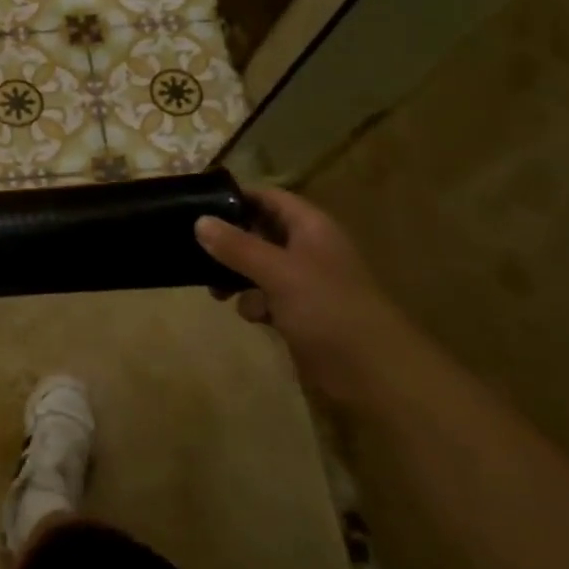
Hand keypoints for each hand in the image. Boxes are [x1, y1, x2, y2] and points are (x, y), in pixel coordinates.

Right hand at [195, 188, 403, 402]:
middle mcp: (308, 248)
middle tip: (195, 250)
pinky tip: (253, 317)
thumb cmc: (327, 309)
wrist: (372, 371)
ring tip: (216, 291)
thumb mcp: (278, 272)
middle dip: (230, 242)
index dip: (238, 197)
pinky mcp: (300, 311)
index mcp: (311, 227)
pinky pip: (266, 296)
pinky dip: (254, 303)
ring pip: (258, 266)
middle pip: (260, 231)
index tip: (199, 204)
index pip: (269, 197)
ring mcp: (305, 281)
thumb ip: (237, 246)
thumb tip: (199, 221)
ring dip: (236, 276)